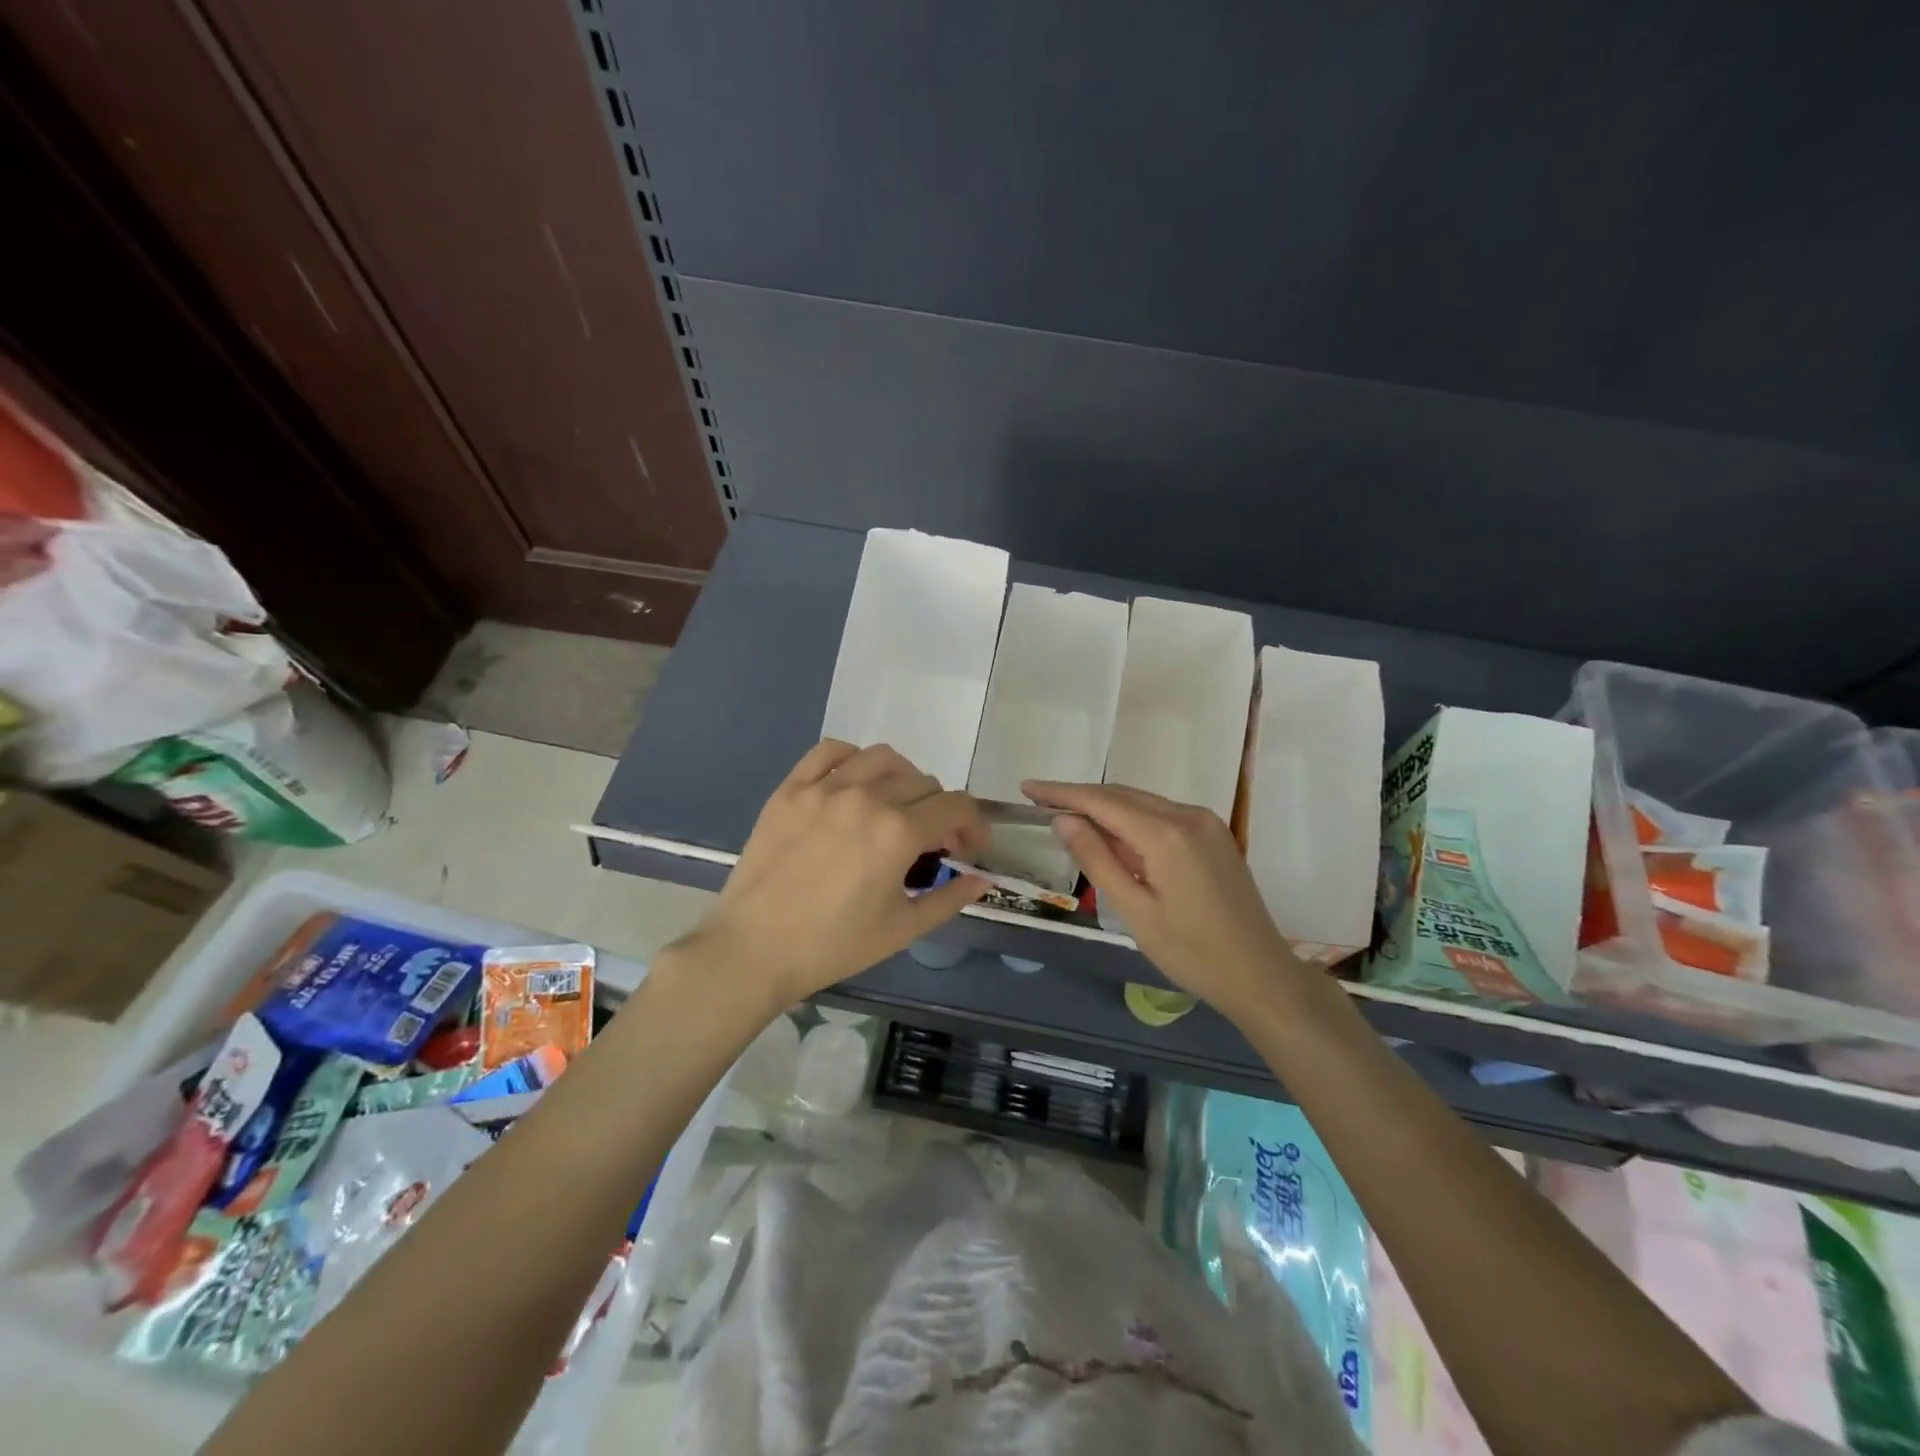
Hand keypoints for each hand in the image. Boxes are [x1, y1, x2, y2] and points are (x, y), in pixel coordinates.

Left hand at [692, 741, 989, 1005]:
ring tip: (898, 807)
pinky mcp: (791, 789)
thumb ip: (950, 898)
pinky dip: (853, 759)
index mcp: (898, 832)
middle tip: (932, 843)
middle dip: (941, 811)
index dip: (974, 825)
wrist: (754, 949)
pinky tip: (855, 782)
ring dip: (904, 779)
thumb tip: (983, 879)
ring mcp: (825, 789)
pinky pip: (830, 752)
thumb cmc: (833, 945)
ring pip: (883, 759)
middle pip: (924, 783)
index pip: (957, 806)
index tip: (968, 849)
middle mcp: (866, 798)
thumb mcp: (902, 929)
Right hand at [1023, 780, 1303, 1021]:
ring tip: (1066, 815)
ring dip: (1105, 806)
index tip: (1027, 787)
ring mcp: (1206, 823)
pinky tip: (1112, 833)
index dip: (1062, 793)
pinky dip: (1131, 818)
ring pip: (1143, 802)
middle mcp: (1189, 816)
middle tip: (1039, 801)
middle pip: (1123, 795)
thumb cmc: (1192, 953)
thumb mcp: (1135, 910)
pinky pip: (1162, 815)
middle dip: (1080, 796)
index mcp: (1168, 834)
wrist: (1260, 975)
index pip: (1103, 801)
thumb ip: (1098, 860)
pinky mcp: (1214, 835)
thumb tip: (1063, 820)